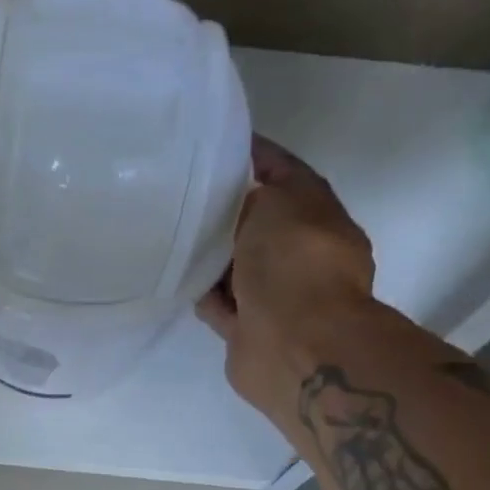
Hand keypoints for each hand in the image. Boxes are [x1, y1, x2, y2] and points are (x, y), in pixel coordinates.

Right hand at [198, 135, 375, 418]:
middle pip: (257, 224)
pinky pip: (220, 304)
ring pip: (236, 267)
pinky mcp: (248, 330)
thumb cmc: (294, 263)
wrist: (295, 344)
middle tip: (182, 193)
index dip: (254, 156)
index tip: (215, 144)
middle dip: (226, 211)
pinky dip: (203, 294)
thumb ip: (253, 195)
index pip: (284, 173)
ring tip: (171, 235)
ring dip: (211, 257)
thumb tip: (235, 202)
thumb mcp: (275, 203)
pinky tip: (177, 278)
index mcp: (318, 216)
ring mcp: (275, 296)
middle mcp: (300, 255)